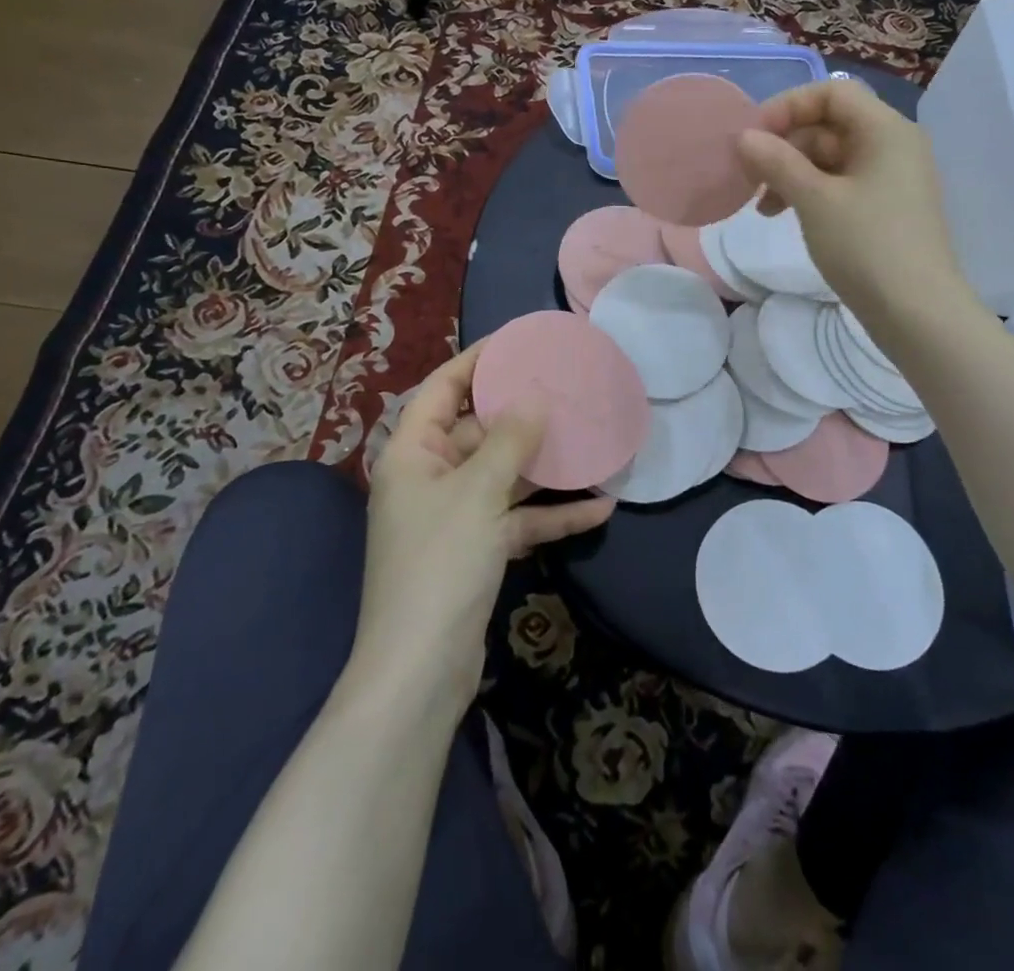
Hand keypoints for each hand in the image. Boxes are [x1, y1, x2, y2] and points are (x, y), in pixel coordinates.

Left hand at [351, 345, 615, 711]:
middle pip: (478, 430)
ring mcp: (454, 516)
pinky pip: (517, 520)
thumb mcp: (478, 493)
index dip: (477, 360)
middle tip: (566, 387)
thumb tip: (535, 398)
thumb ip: (510, 441)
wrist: (420, 672)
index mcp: (412, 454)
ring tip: (592, 440)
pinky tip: (601, 507)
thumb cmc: (439, 565)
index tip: (519, 342)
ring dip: (546, 466)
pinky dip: (552, 515)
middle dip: (522, 414)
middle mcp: (430, 478)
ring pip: (504, 476)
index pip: (441, 388)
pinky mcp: (476, 551)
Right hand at [737, 79, 977, 327]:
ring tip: (760, 207)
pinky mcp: (885, 208)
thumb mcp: (814, 200)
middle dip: (784, 145)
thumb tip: (744, 137)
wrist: (917, 313)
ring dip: (791, 173)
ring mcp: (891, 178)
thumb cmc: (867, 246)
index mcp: (885, 130)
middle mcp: (893, 145)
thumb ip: (777, 162)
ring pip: (831, 158)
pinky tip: (783, 216)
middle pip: (829, 124)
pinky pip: (841, 184)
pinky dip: (810, 193)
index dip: (788, 107)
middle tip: (748, 176)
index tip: (752, 138)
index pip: (832, 92)